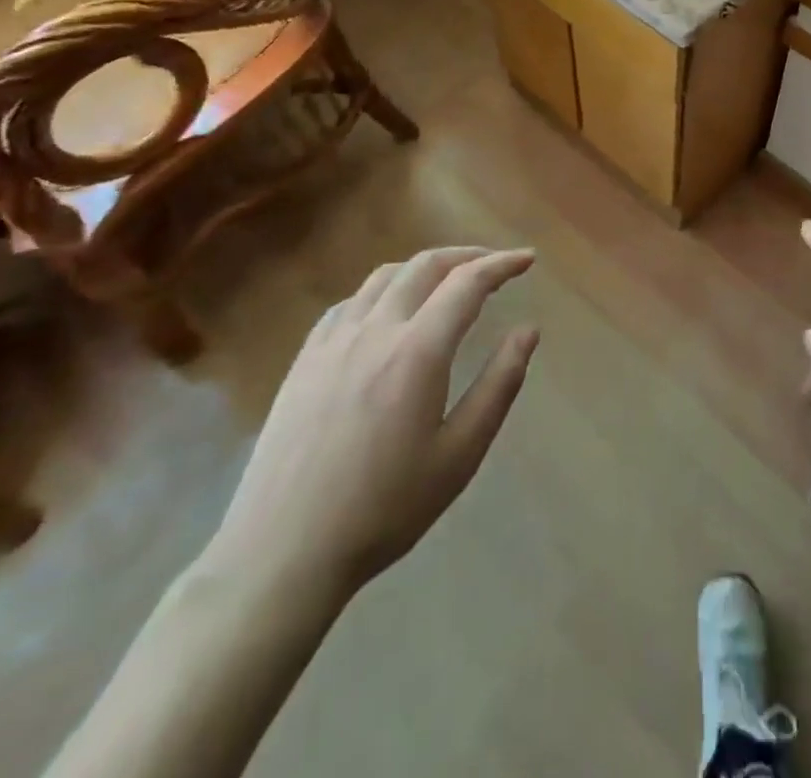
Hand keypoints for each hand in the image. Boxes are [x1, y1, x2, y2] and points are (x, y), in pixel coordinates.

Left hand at [205, 247, 539, 600]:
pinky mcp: (304, 360)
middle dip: (467, 256)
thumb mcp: (460, 454)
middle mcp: (374, 330)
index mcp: (417, 351)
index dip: (502, 264)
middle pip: (425, 265)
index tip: (527, 259)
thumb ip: (499, 385)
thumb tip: (528, 331)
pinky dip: (383, 291)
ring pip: (385, 276)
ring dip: (424, 268)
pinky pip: (349, 302)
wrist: (281, 554)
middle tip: (495, 267)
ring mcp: (332, 342)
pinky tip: (389, 314)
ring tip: (447, 284)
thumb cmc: (384, 509)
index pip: (468, 283)